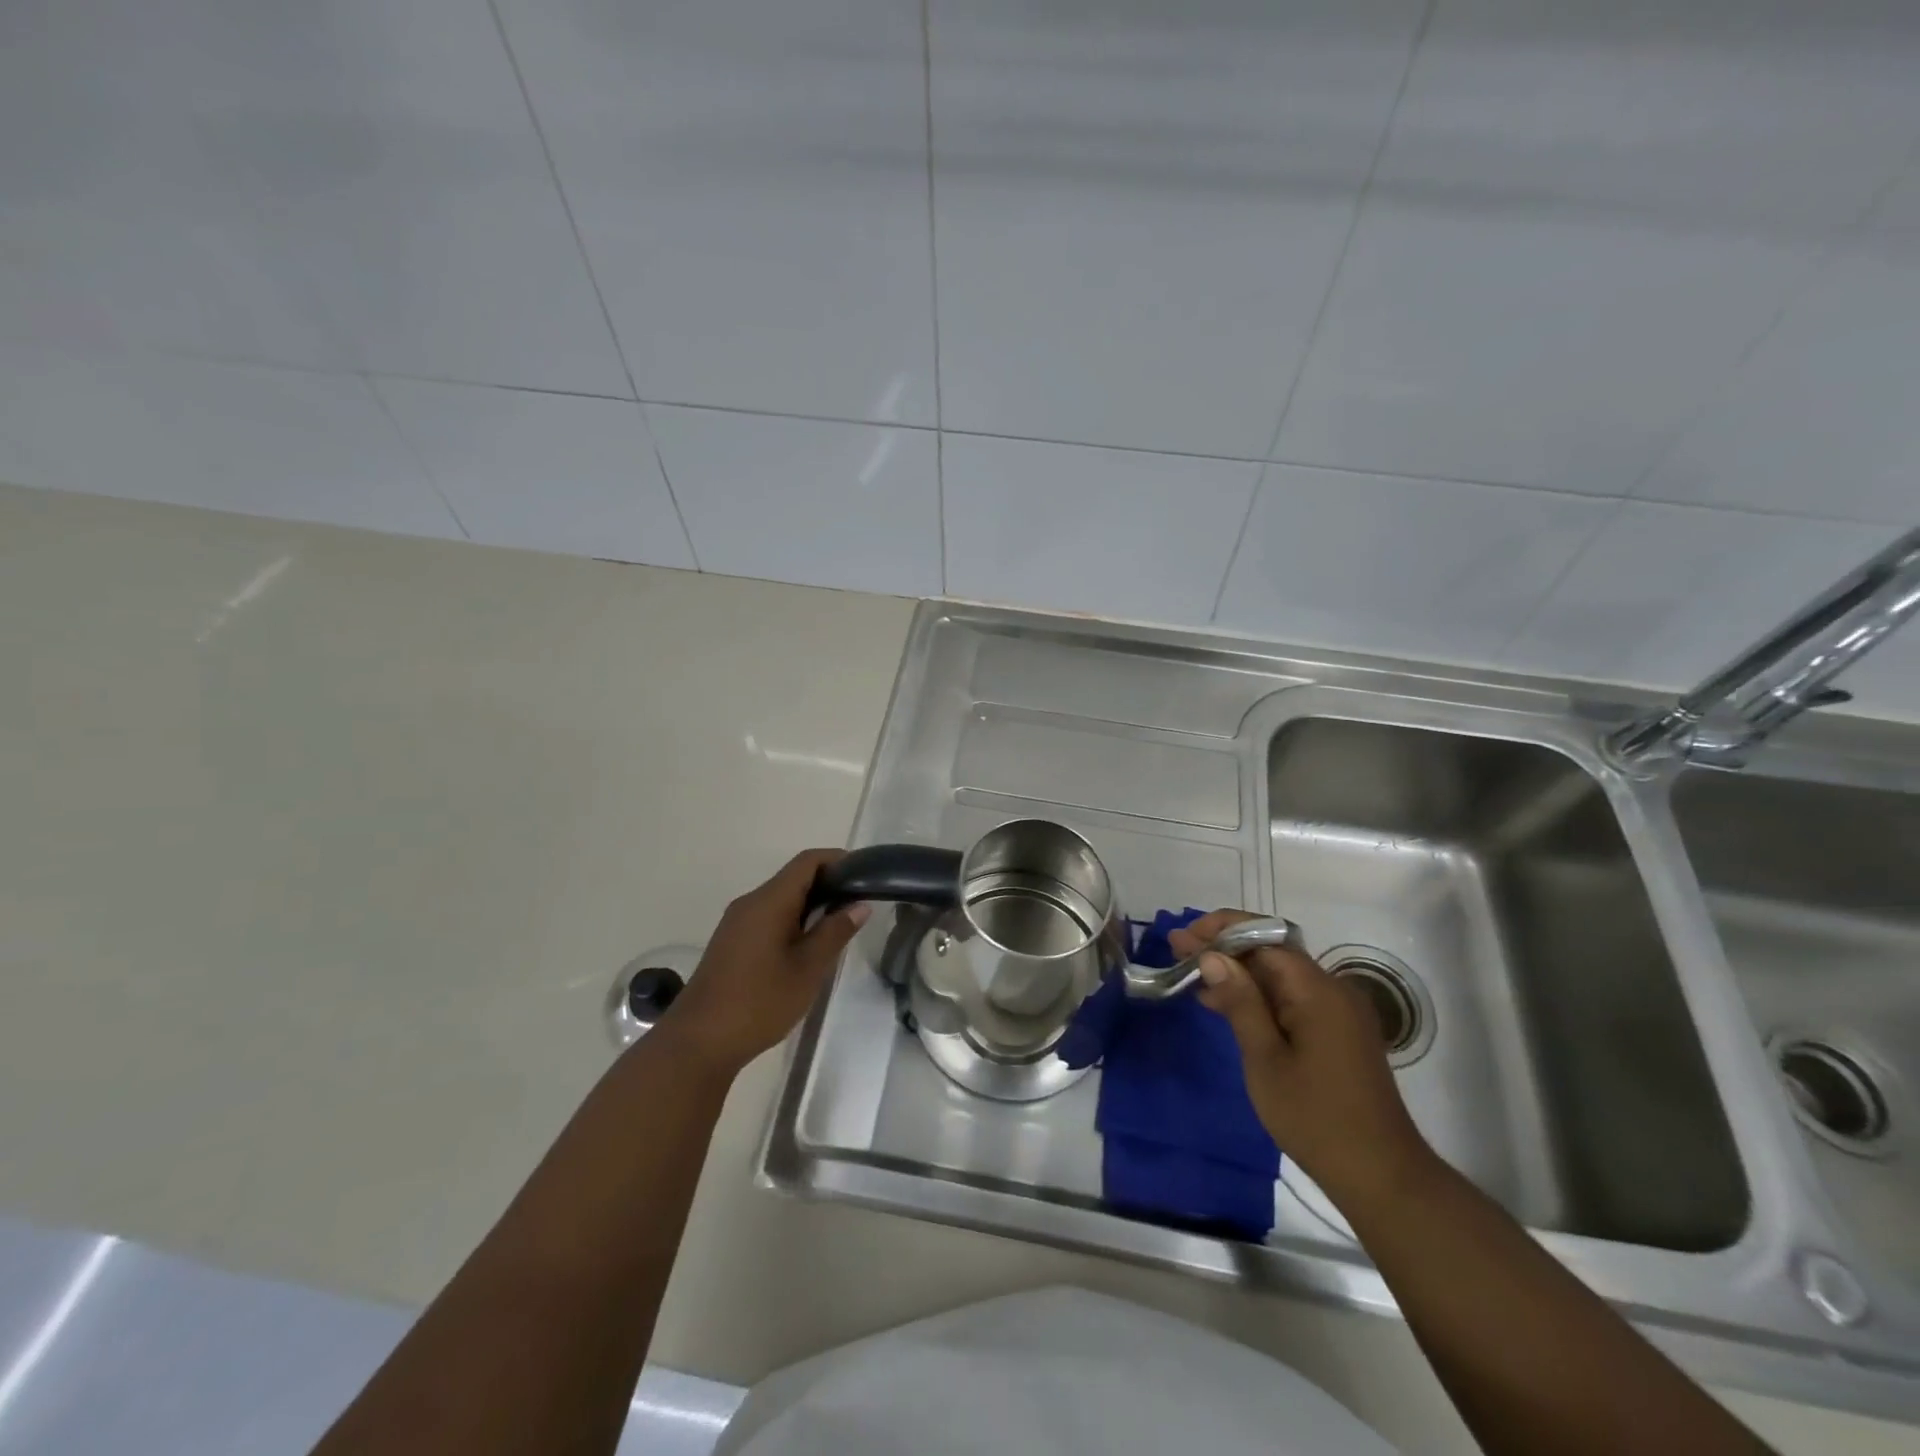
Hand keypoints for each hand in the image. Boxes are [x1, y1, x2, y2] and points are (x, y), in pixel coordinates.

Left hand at [661, 849, 869, 1077]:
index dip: (838, 860)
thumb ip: (835, 932)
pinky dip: (793, 921)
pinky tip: (807, 948)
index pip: (807, 861)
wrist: (699, 1042)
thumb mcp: (808, 968)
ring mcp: (736, 923)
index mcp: (768, 901)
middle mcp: (750, 903)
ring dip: (811, 906)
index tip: (864, 877)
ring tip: (838, 928)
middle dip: (828, 885)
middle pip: (793, 878)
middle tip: (858, 906)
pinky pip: (767, 917)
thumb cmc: (759, 1002)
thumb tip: (859, 905)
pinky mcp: (731, 942)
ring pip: (780, 899)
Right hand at [1169, 910, 1437, 1211]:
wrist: (1382, 1177)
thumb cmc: (1316, 1118)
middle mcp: (1333, 989)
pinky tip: (1226, 1005)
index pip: (1264, 937)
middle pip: (1272, 951)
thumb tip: (1212, 956)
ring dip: (1238, 973)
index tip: (1183, 938)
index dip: (1220, 931)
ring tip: (1193, 978)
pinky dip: (1258, 996)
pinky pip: (1292, 997)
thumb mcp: (1265, 1059)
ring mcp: (1339, 1011)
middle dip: (1224, 949)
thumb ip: (1240, 1002)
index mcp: (1318, 990)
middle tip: (1178, 953)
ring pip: (1280, 975)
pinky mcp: (1338, 1032)